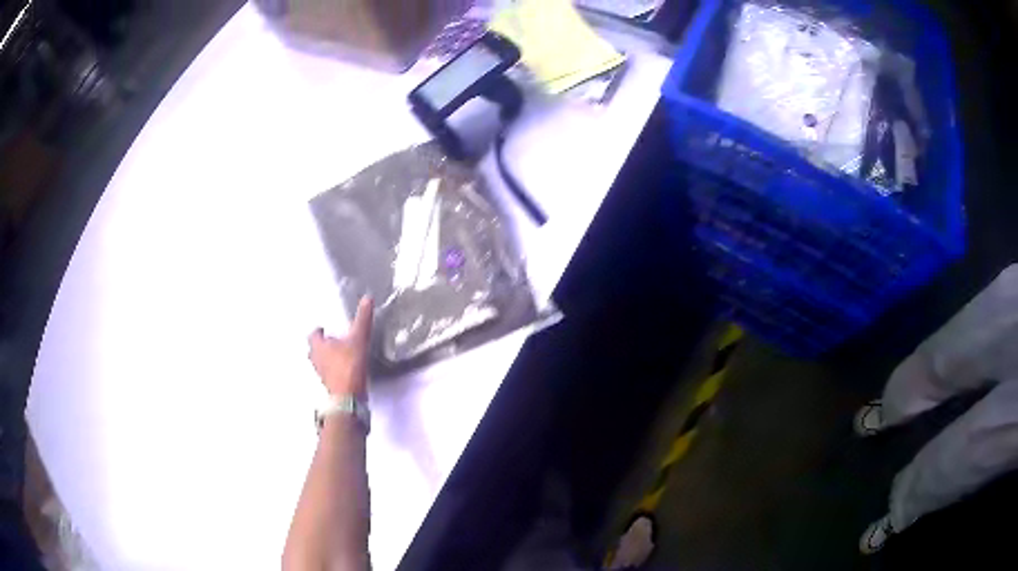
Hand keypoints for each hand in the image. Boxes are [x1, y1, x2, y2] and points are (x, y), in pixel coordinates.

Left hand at [308, 297, 373, 397]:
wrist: (348, 397)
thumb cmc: (349, 366)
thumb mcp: (358, 339)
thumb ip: (362, 319)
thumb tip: (367, 299)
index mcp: (318, 346)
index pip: (313, 335)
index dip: (319, 331)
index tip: (324, 328)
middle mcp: (316, 360)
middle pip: (314, 350)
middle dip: (321, 345)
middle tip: (331, 341)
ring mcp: (322, 374)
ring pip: (321, 363)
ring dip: (327, 359)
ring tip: (339, 356)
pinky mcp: (329, 386)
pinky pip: (329, 374)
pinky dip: (334, 370)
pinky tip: (345, 370)